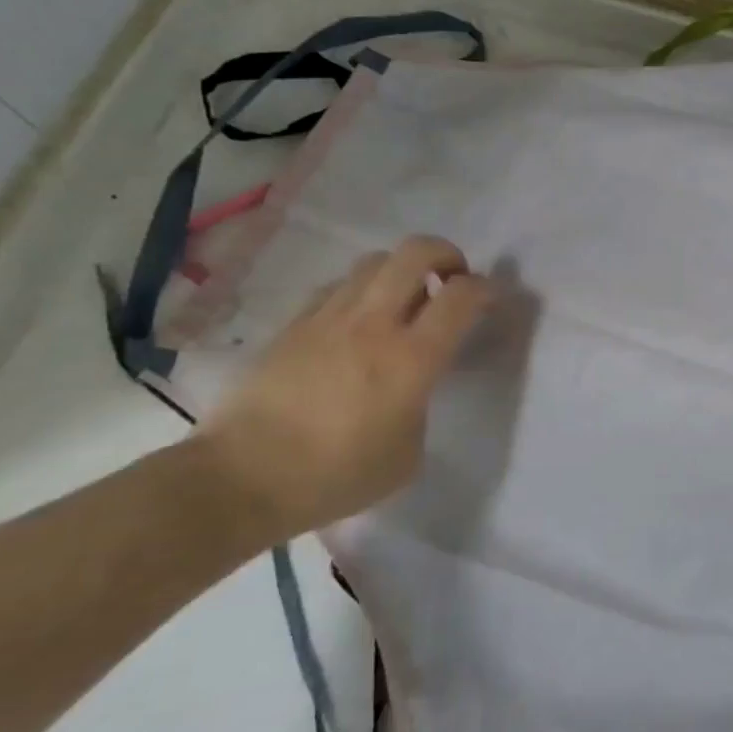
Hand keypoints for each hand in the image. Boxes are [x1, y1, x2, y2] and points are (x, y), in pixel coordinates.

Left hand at [194, 237, 493, 545]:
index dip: (485, 288)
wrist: (242, 479)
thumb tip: (413, 384)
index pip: (461, 296)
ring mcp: (329, 318)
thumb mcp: (408, 453)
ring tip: (404, 300)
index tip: (490, 298)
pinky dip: (362, 291)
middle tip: (451, 280)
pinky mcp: (295, 324)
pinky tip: (359, 321)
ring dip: (401, 271)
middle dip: (445, 255)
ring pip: (375, 261)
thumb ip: (421, 404)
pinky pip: (339, 287)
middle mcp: (374, 324)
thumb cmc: (337, 476)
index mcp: (412, 359)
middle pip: (416, 252)